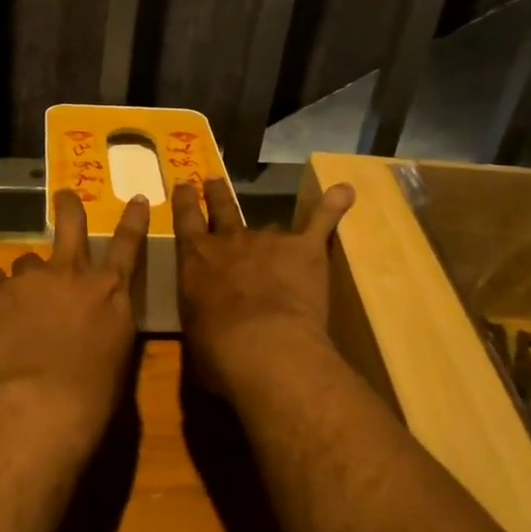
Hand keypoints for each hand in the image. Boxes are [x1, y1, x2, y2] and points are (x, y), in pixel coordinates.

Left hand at [0, 188, 151, 429]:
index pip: (128, 244)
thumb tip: (101, 312)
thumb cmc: (95, 390)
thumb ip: (111, 318)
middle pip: (71, 225)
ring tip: (21, 293)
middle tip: (64, 195)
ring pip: (27, 259)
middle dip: (68, 207)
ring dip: (27, 273)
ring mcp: (34, 279)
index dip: (134, 219)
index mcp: (110, 289)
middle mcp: (73, 273)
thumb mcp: (119, 349)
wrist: (45, 402)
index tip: (138, 199)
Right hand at [172, 178, 355, 391]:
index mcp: (196, 259)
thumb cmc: (217, 351)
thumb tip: (210, 319)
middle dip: (217, 194)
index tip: (185, 183)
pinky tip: (345, 192)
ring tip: (280, 238)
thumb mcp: (194, 330)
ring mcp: (268, 241)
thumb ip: (202, 312)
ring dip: (273, 232)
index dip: (186, 200)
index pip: (186, 219)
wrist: (264, 347)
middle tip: (213, 180)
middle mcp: (229, 241)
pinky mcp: (303, 249)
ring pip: (270, 225)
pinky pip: (321, 222)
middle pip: (222, 208)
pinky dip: (333, 206)